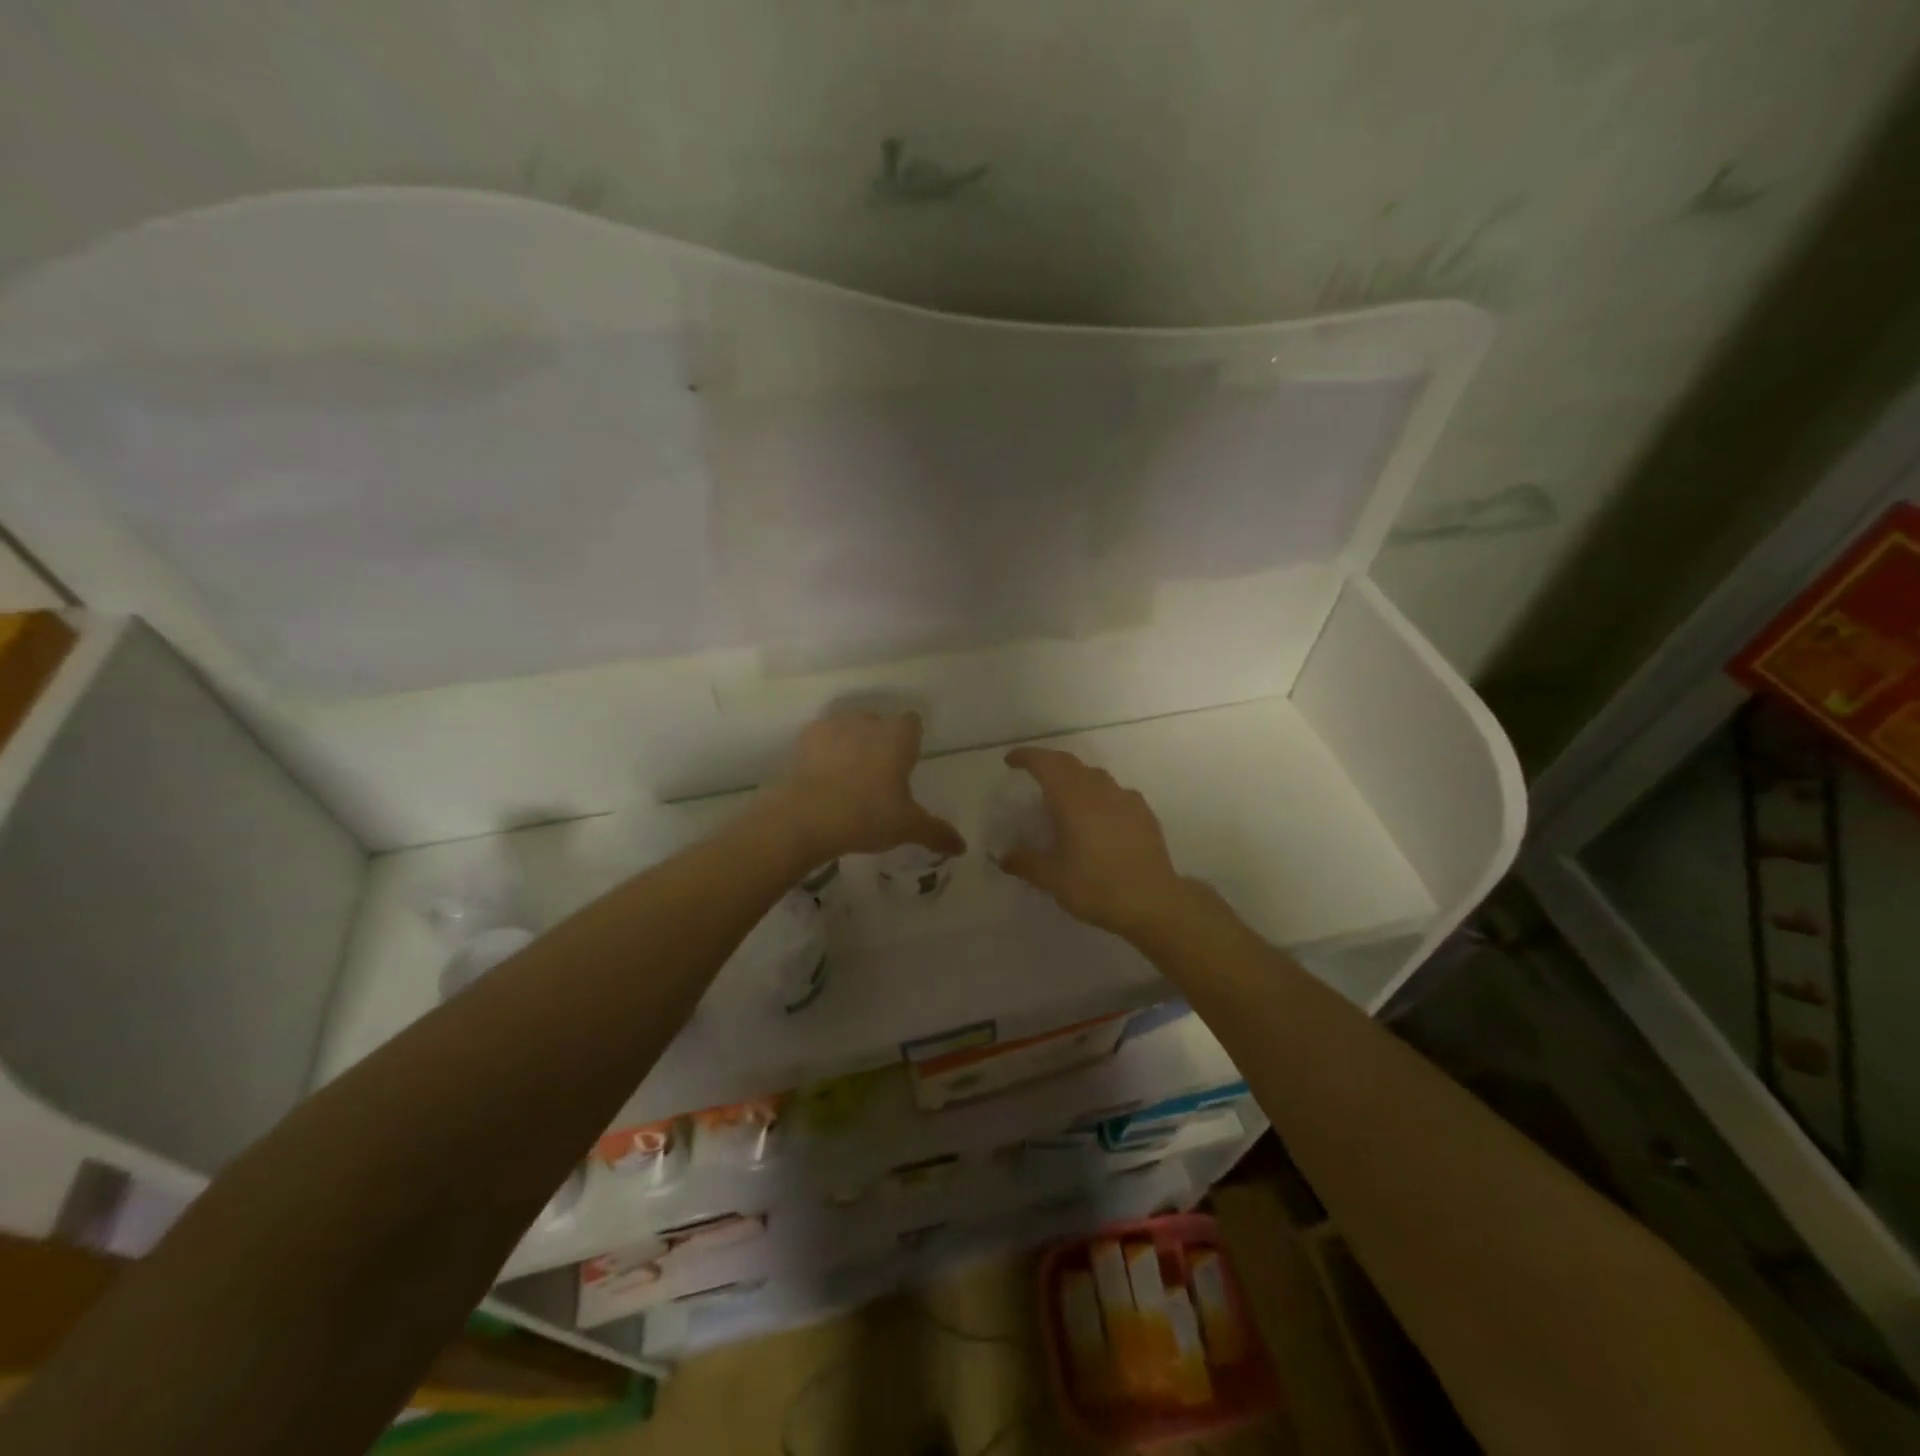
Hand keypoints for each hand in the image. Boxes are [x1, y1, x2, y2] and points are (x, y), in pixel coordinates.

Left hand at [759, 711, 965, 862]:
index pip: (912, 723)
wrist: (807, 816)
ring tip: (847, 779)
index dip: (910, 740)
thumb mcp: (908, 827)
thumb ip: (937, 832)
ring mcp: (834, 726)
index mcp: (898, 736)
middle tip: (878, 778)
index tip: (906, 763)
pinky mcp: (805, 738)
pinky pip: (821, 739)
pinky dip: (824, 753)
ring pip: (849, 729)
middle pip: (880, 724)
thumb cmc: (868, 815)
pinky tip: (822, 779)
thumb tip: (962, 847)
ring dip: (851, 745)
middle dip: (880, 743)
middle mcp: (869, 722)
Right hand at [997, 747, 1189, 940]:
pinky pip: (1115, 792)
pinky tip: (1099, 816)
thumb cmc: (1096, 886)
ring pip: (1094, 775)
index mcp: (1072, 798)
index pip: (1045, 763)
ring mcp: (1125, 798)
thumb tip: (1003, 857)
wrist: (1153, 902)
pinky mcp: (1143, 812)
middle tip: (1033, 773)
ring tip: (1064, 796)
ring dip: (1074, 777)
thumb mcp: (1052, 879)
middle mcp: (1098, 789)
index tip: (1011, 761)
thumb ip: (1025, 863)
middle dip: (1048, 762)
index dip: (1026, 757)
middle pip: (1069, 763)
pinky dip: (1098, 794)